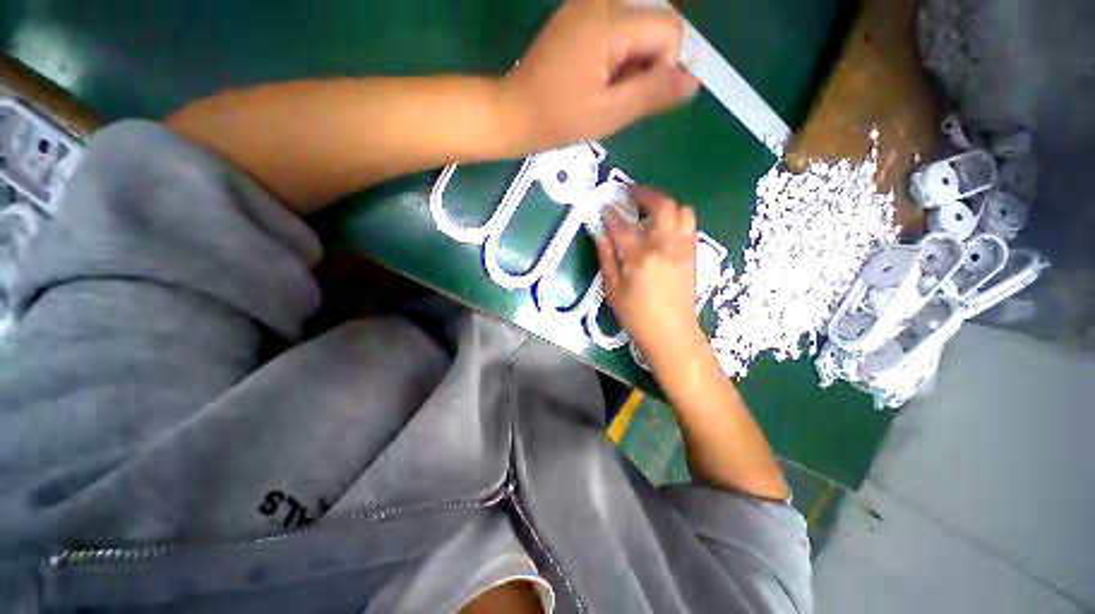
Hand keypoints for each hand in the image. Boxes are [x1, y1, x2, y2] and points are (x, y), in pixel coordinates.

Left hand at [501, 0, 699, 150]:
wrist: (516, 111)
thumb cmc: (559, 118)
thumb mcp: (609, 114)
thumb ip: (652, 93)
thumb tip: (694, 80)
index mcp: (610, 21)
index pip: (669, 30)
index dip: (664, 68)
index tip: (637, 96)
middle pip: (656, 21)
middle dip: (650, 62)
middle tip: (620, 94)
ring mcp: (588, 3)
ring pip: (640, 24)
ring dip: (635, 60)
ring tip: (607, 88)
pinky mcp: (580, 13)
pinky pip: (620, 25)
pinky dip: (620, 53)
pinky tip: (601, 76)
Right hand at [596, 186, 702, 361]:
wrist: (672, 333)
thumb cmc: (637, 316)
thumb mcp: (613, 290)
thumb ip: (607, 259)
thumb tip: (601, 236)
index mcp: (640, 256)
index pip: (623, 225)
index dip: (612, 213)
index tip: (605, 207)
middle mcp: (665, 246)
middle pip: (662, 206)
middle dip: (646, 194)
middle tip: (632, 194)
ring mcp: (683, 249)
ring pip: (682, 211)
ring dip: (665, 204)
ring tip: (650, 210)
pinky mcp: (693, 255)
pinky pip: (689, 225)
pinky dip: (676, 218)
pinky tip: (663, 228)